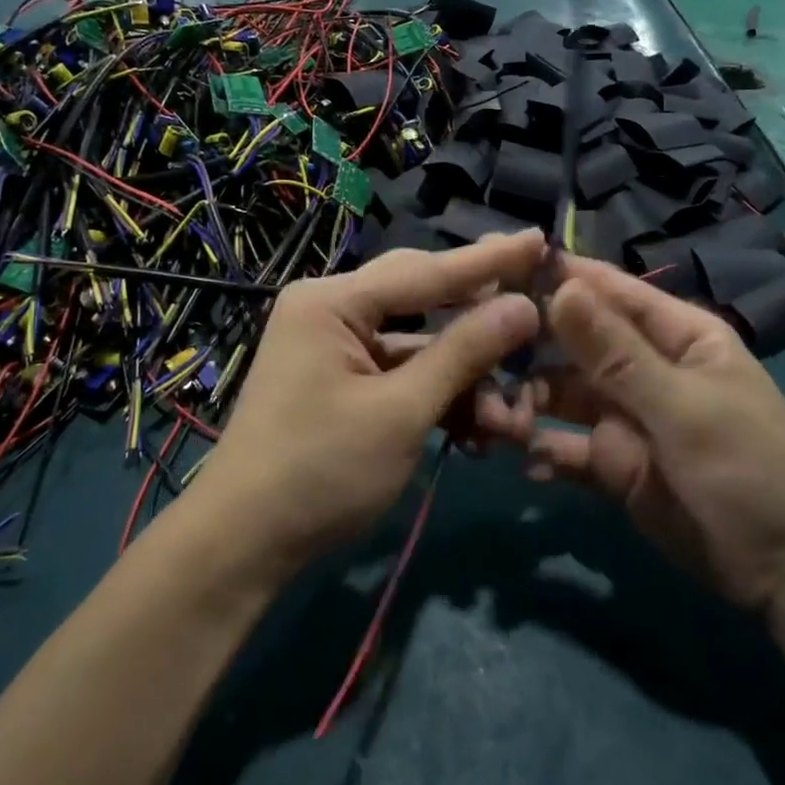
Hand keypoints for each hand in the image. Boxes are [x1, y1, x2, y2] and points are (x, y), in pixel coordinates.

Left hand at [201, 232, 544, 568]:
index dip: (489, 261)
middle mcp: (331, 311)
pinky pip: (401, 375)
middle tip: (538, 307)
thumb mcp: (402, 411)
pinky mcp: (343, 383)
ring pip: (419, 347)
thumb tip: (524, 305)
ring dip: (465, 380)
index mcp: (333, 301)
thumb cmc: (320, 471)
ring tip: (512, 420)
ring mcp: (336, 349)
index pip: (426, 271)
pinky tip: (476, 433)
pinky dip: (438, 399)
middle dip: (480, 321)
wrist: (245, 544)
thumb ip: (465, 353)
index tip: (539, 240)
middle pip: (423, 300)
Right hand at [480, 257, 784, 608]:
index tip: (499, 270)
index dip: (559, 279)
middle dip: (529, 349)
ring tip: (490, 415)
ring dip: (526, 402)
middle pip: (574, 344)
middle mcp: (643, 368)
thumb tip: (561, 289)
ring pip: (561, 395)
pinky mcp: (611, 464)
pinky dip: (541, 450)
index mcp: (675, 335)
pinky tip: (518, 458)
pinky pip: (565, 447)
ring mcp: (624, 417)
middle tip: (476, 352)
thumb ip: (617, 353)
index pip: (608, 292)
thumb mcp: (683, 406)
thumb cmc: (750, 468)